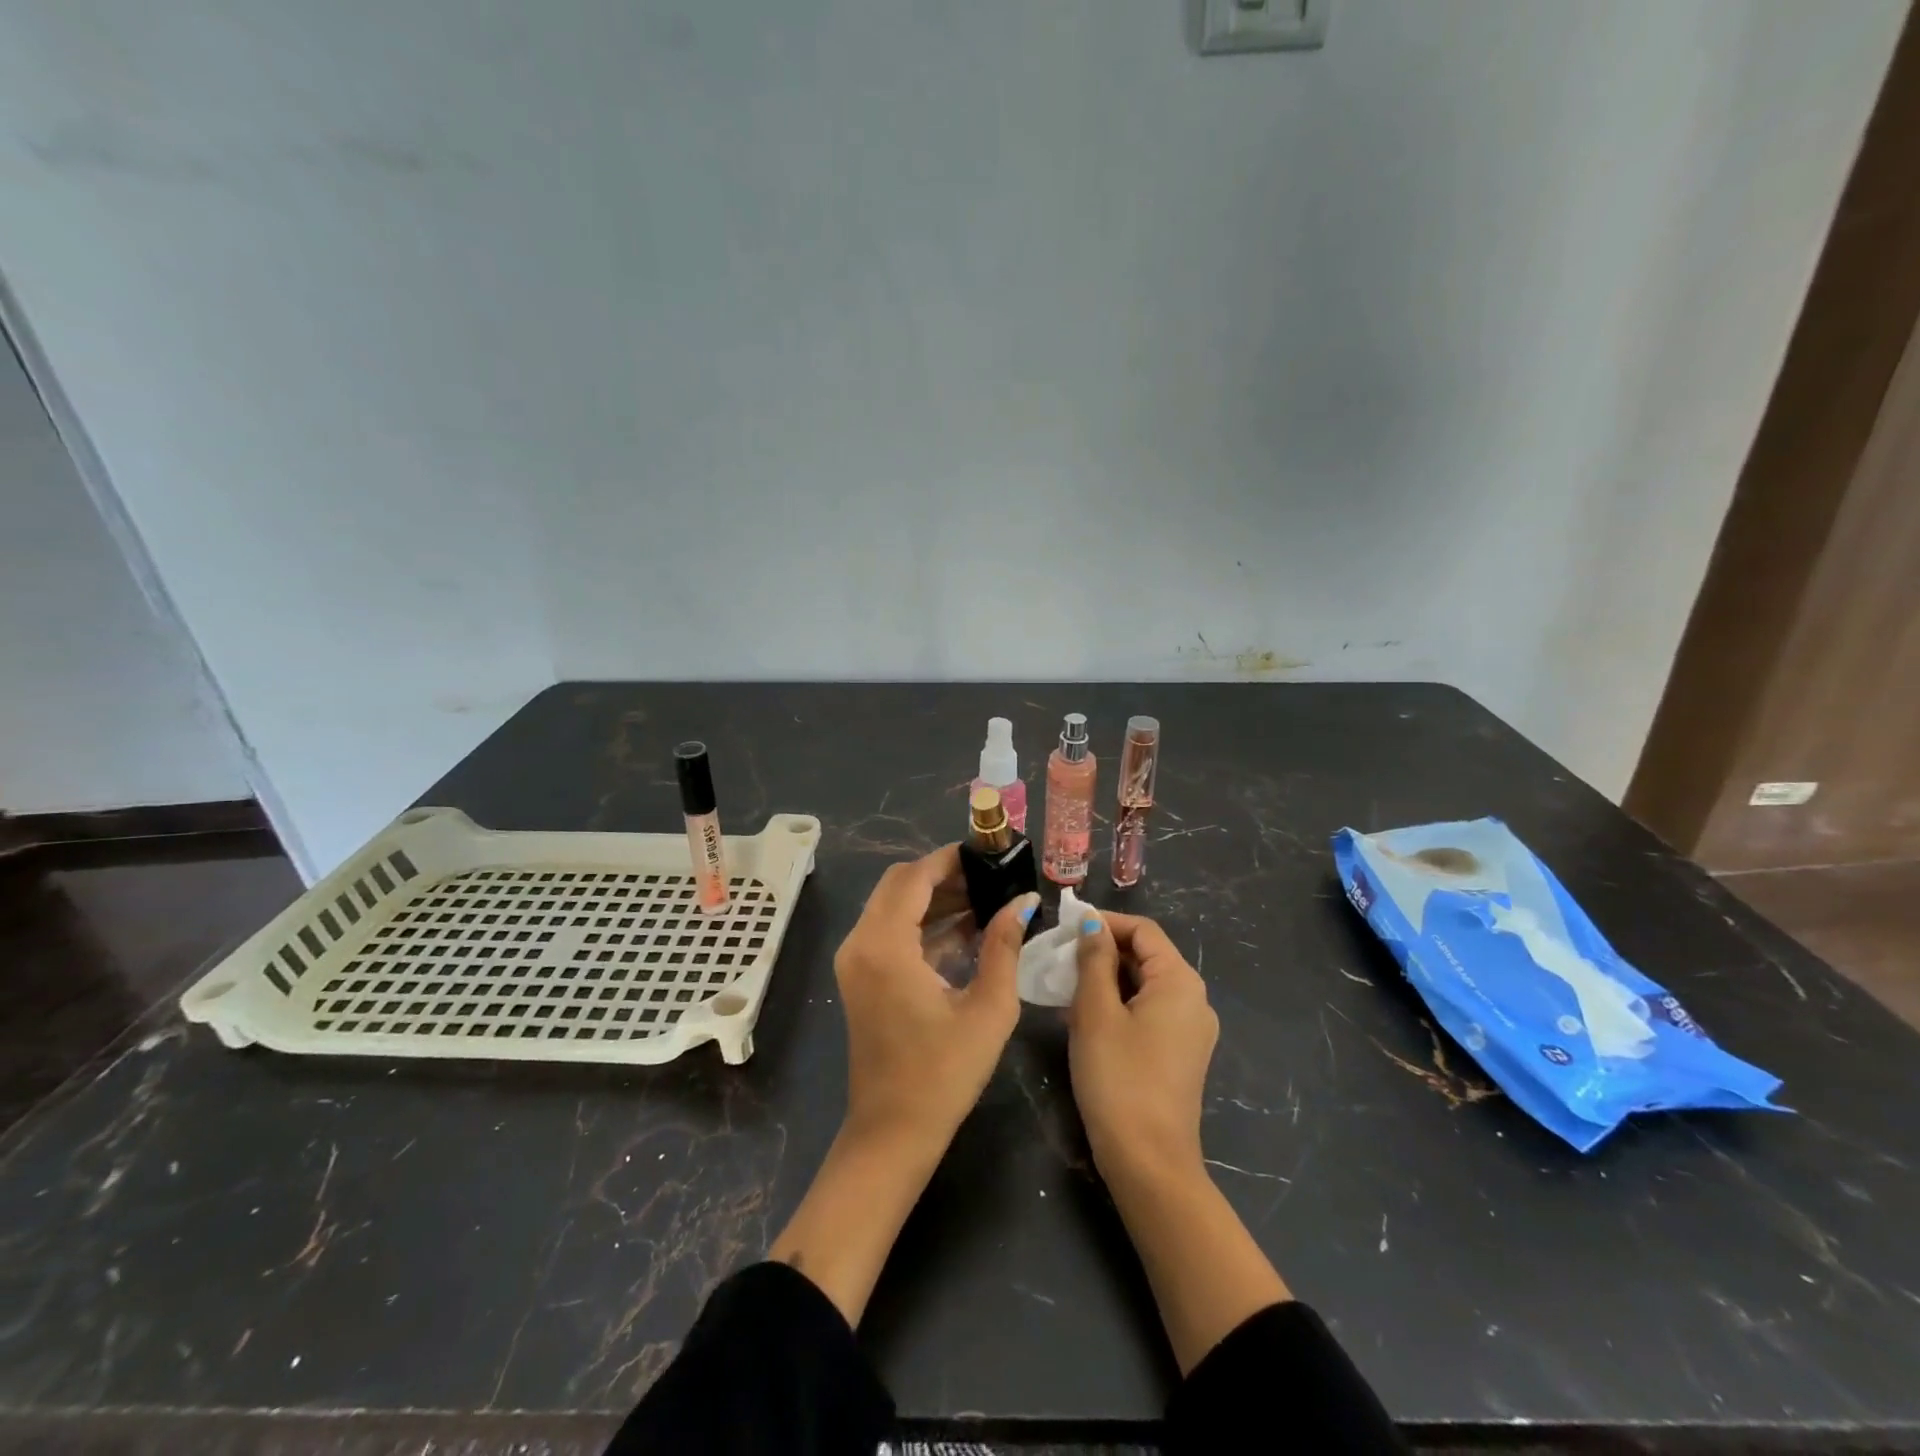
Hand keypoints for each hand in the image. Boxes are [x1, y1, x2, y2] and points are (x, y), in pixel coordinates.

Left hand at [834, 844, 1036, 1161]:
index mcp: (885, 945)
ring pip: (893, 906)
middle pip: (899, 885)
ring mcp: (855, 961)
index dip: (950, 860)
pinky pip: (889, 931)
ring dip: (934, 899)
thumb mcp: (988, 1007)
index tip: (987, 853)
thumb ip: (1004, 946)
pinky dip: (922, 924)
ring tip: (986, 902)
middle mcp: (860, 943)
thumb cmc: (943, 1073)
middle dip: (943, 876)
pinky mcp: (860, 977)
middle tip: (990, 878)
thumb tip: (1023, 900)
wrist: (893, 1133)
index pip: (914, 877)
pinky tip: (965, 931)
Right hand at [1069, 912, 1286, 1373]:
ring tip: (1065, 984)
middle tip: (1059, 956)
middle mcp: (1194, 1000)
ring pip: (1145, 985)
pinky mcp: (1181, 1055)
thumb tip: (1092, 923)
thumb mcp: (1095, 1012)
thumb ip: (1093, 960)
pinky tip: (1085, 1016)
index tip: (1065, 925)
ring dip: (1107, 978)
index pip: (1143, 930)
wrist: (1148, 1161)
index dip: (1105, 921)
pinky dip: (1119, 1004)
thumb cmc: (1118, 1077)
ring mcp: (1191, 1030)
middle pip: (1147, 955)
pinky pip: (1149, 1012)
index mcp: (1180, 982)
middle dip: (1103, 950)